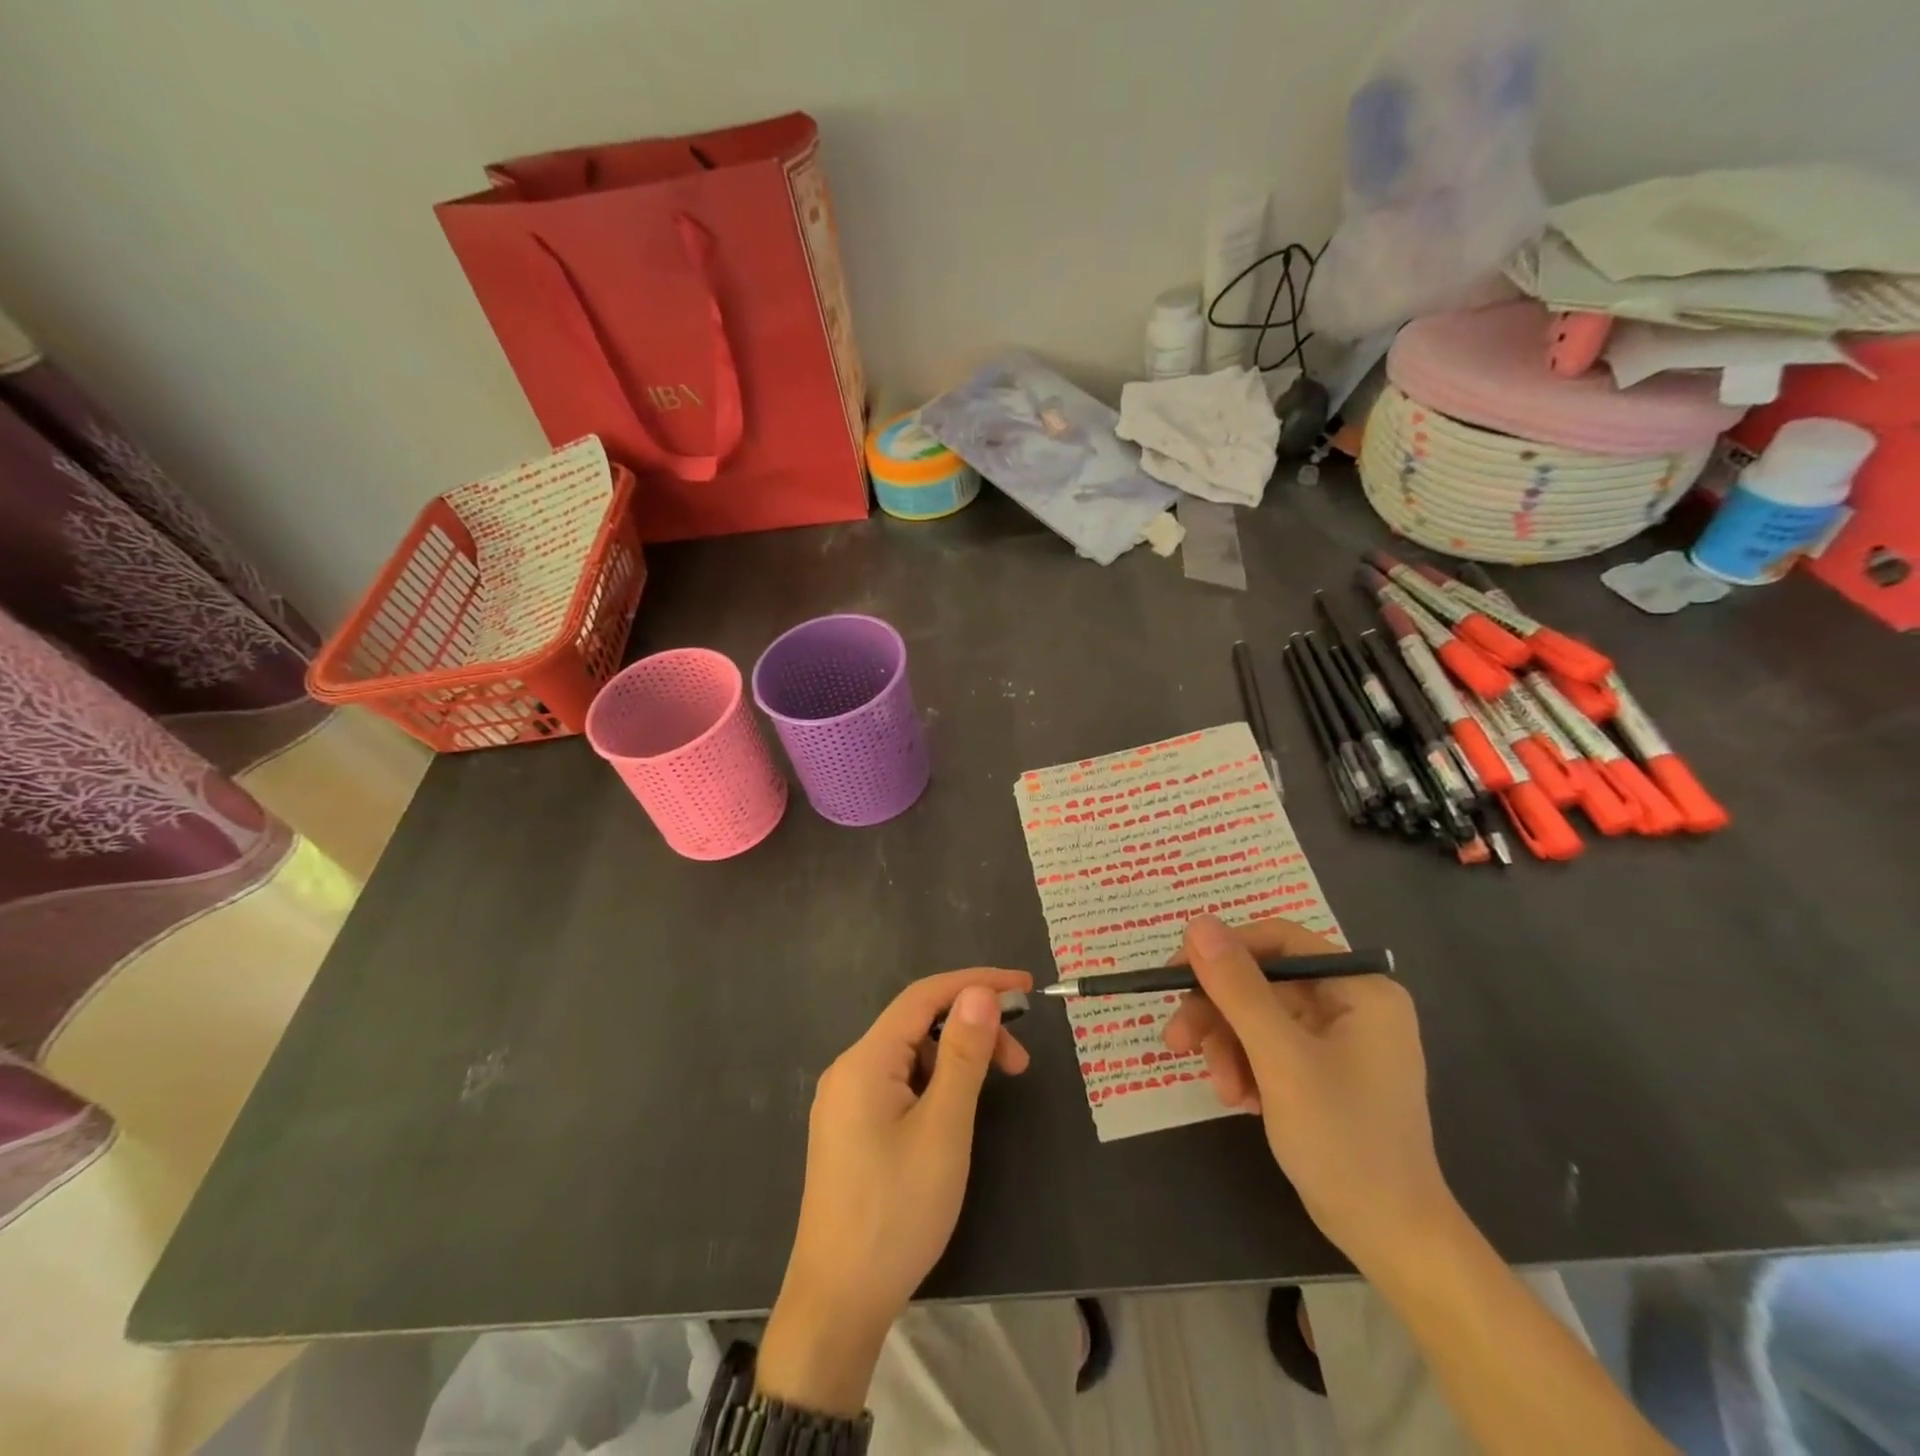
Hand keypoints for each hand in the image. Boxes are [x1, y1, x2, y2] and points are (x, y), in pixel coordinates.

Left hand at [757, 968, 1032, 1414]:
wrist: (837, 1306)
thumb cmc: (896, 1212)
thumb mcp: (943, 1129)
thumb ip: (963, 1055)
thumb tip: (980, 992)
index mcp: (865, 1060)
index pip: (924, 996)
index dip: (976, 982)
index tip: (1025, 986)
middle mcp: (849, 1070)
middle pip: (917, 1024)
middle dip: (971, 1029)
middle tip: (1020, 1062)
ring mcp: (845, 1102)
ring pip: (910, 1056)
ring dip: (956, 1058)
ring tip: (996, 1088)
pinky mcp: (850, 1130)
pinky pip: (898, 1084)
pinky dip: (935, 1083)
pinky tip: (956, 1110)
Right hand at [1163, 914, 1453, 1275]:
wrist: (1391, 1239)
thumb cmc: (1344, 1140)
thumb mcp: (1281, 1058)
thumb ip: (1238, 988)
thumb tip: (1197, 922)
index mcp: (1359, 988)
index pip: (1278, 940)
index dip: (1223, 951)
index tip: (1177, 976)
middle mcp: (1351, 1003)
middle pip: (1262, 981)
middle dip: (1218, 1012)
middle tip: (1176, 1039)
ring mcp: (1338, 1039)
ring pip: (1257, 1015)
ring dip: (1227, 1046)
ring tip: (1221, 1089)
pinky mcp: (1323, 1071)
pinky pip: (1267, 1046)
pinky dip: (1245, 1067)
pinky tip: (1240, 1100)